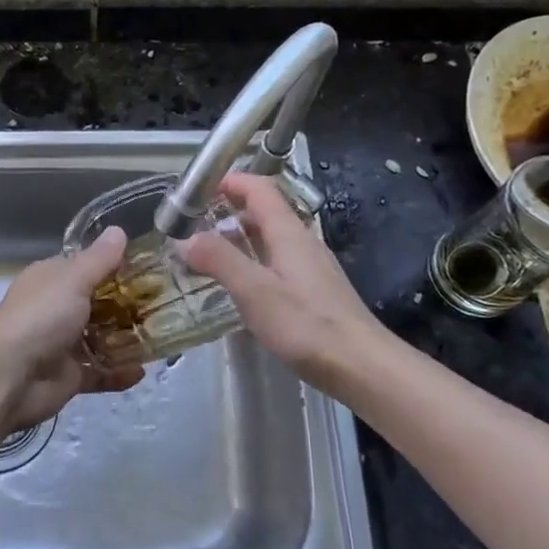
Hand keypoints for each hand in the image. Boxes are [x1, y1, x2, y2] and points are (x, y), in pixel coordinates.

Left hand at [0, 228, 141, 432]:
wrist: (9, 376)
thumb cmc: (40, 317)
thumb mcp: (73, 279)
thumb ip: (99, 259)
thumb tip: (119, 230)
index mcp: (51, 280)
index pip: (84, 267)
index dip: (114, 266)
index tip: (149, 268)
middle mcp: (55, 309)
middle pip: (97, 303)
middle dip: (127, 305)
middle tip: (165, 303)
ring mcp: (61, 344)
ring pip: (100, 338)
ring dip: (126, 339)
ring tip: (161, 335)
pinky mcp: (69, 376)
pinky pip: (99, 372)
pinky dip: (119, 373)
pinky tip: (142, 370)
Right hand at [183, 173, 386, 389]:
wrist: (362, 366)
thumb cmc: (306, 324)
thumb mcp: (254, 291)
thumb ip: (219, 260)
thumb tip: (186, 239)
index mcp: (288, 232)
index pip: (259, 189)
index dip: (230, 182)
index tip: (198, 189)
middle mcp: (302, 242)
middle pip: (265, 211)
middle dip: (229, 210)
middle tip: (194, 225)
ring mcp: (311, 267)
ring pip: (271, 239)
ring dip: (240, 238)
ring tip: (208, 254)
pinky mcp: (315, 292)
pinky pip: (278, 263)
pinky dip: (253, 262)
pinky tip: (241, 287)